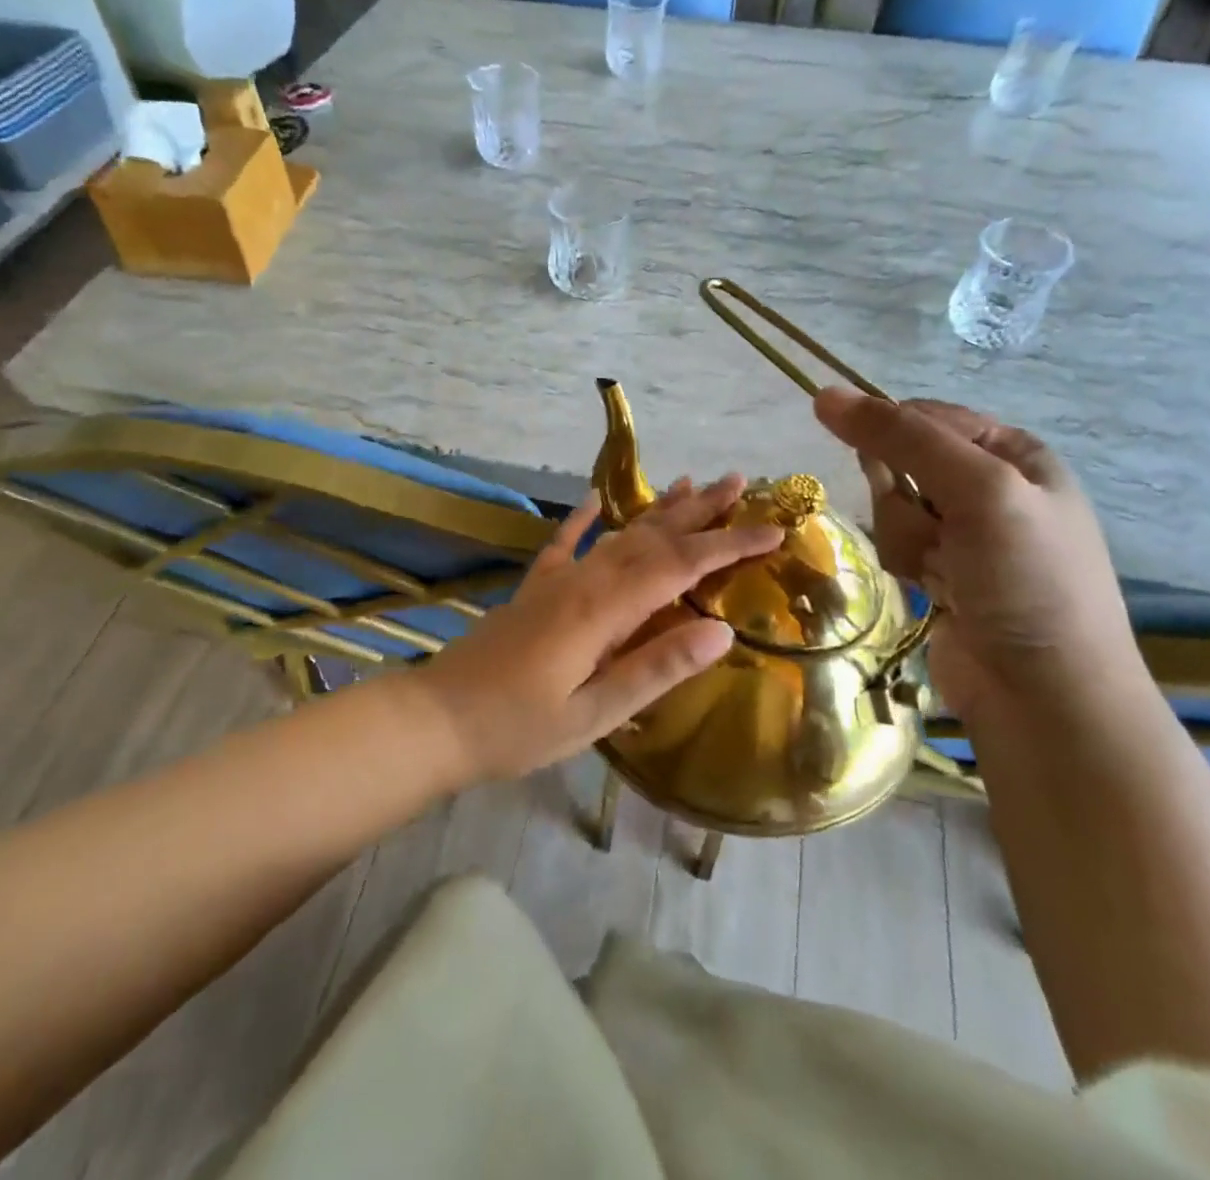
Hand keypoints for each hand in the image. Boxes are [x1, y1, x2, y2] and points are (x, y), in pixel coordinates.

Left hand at [409, 475, 784, 784]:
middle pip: (652, 537)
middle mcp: (583, 581)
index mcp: (604, 610)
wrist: (436, 719)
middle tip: (740, 482)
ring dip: (657, 510)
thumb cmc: (517, 728)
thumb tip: (723, 631)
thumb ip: (657, 668)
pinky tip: (596, 498)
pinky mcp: (533, 590)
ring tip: (689, 483)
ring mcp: (555, 581)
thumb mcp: (595, 713)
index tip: (773, 528)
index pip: (680, 566)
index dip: (729, 545)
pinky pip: (564, 545)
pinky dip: (583, 519)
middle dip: (700, 511)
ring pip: (617, 534)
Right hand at [813, 388, 1144, 717]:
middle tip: (935, 532)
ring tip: (941, 573)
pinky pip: (897, 546)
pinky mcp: (942, 573)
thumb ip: (901, 438)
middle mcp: (990, 486)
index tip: (877, 468)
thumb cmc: (1026, 581)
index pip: (926, 416)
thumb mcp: (977, 490)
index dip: (892, 436)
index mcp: (1013, 453)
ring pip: (891, 507)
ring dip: (905, 538)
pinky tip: (933, 592)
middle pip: (900, 463)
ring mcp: (965, 533)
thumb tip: (825, 394)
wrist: (1044, 696)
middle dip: (902, 499)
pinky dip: (905, 565)